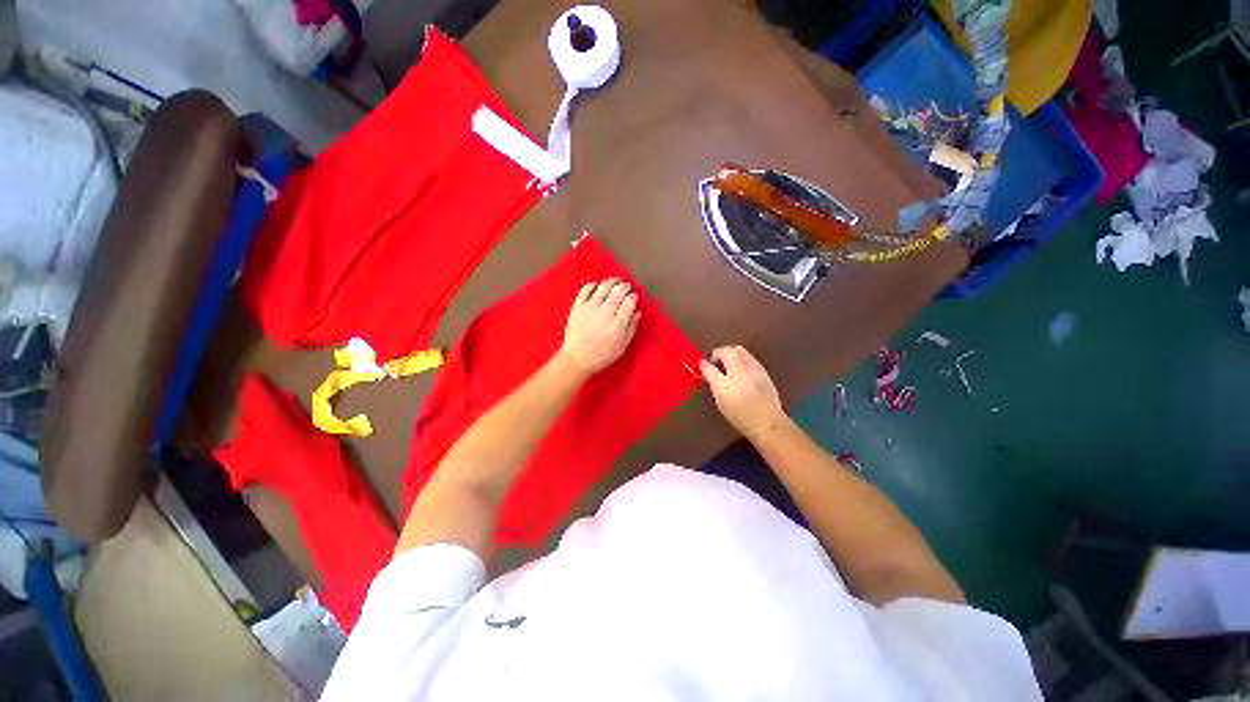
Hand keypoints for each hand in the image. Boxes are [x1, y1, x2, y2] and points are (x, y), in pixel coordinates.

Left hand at [559, 278, 640, 374]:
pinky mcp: (578, 306)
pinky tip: (598, 286)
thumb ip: (631, 327)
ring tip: (616, 281)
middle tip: (627, 286)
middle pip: (619, 290)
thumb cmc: (602, 354)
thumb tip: (637, 312)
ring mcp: (590, 307)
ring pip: (604, 286)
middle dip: (625, 286)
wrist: (578, 358)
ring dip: (612, 281)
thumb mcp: (622, 346)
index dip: (634, 296)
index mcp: (618, 324)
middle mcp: (605, 313)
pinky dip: (594, 284)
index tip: (634, 296)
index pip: (630, 301)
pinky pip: (586, 288)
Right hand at [700, 346, 786, 438]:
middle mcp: (750, 362)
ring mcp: (760, 370)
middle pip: (734, 350)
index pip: (720, 351)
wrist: (767, 423)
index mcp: (737, 361)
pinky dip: (743, 369)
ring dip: (734, 362)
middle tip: (716, 371)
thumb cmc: (739, 407)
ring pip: (744, 357)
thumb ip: (709, 373)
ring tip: (728, 378)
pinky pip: (751, 366)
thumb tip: (703, 363)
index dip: (711, 359)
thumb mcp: (718, 390)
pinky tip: (740, 384)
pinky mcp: (766, 379)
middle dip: (724, 357)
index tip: (707, 372)